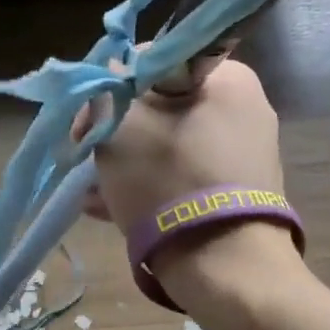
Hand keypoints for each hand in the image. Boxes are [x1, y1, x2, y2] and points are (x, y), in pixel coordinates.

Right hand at [88, 58, 302, 302]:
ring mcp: (245, 156)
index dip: (109, 89)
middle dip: (117, 135)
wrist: (224, 267)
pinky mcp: (239, 195)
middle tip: (86, 163)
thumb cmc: (167, 181)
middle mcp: (245, 110)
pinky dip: (151, 188)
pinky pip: (185, 179)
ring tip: (92, 194)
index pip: (153, 62)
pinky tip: (110, 210)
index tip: (84, 128)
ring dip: (126, 165)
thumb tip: (109, 79)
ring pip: (169, 147)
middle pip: (161, 109)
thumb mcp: (121, 125)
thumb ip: (107, 90)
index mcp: (228, 78)